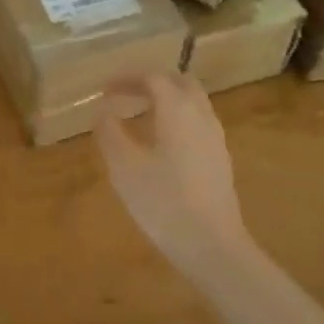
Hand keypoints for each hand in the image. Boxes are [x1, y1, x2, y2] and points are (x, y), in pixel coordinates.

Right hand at [95, 73, 249, 276]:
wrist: (212, 245)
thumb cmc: (163, 202)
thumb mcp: (124, 167)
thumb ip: (110, 132)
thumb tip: (103, 111)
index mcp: (177, 109)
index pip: (153, 77)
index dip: (127, 78)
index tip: (105, 89)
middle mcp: (201, 115)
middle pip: (180, 82)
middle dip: (152, 83)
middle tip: (126, 95)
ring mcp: (216, 137)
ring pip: (193, 102)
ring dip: (167, 100)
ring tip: (141, 116)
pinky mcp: (220, 159)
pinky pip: (198, 123)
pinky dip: (178, 119)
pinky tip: (161, 143)